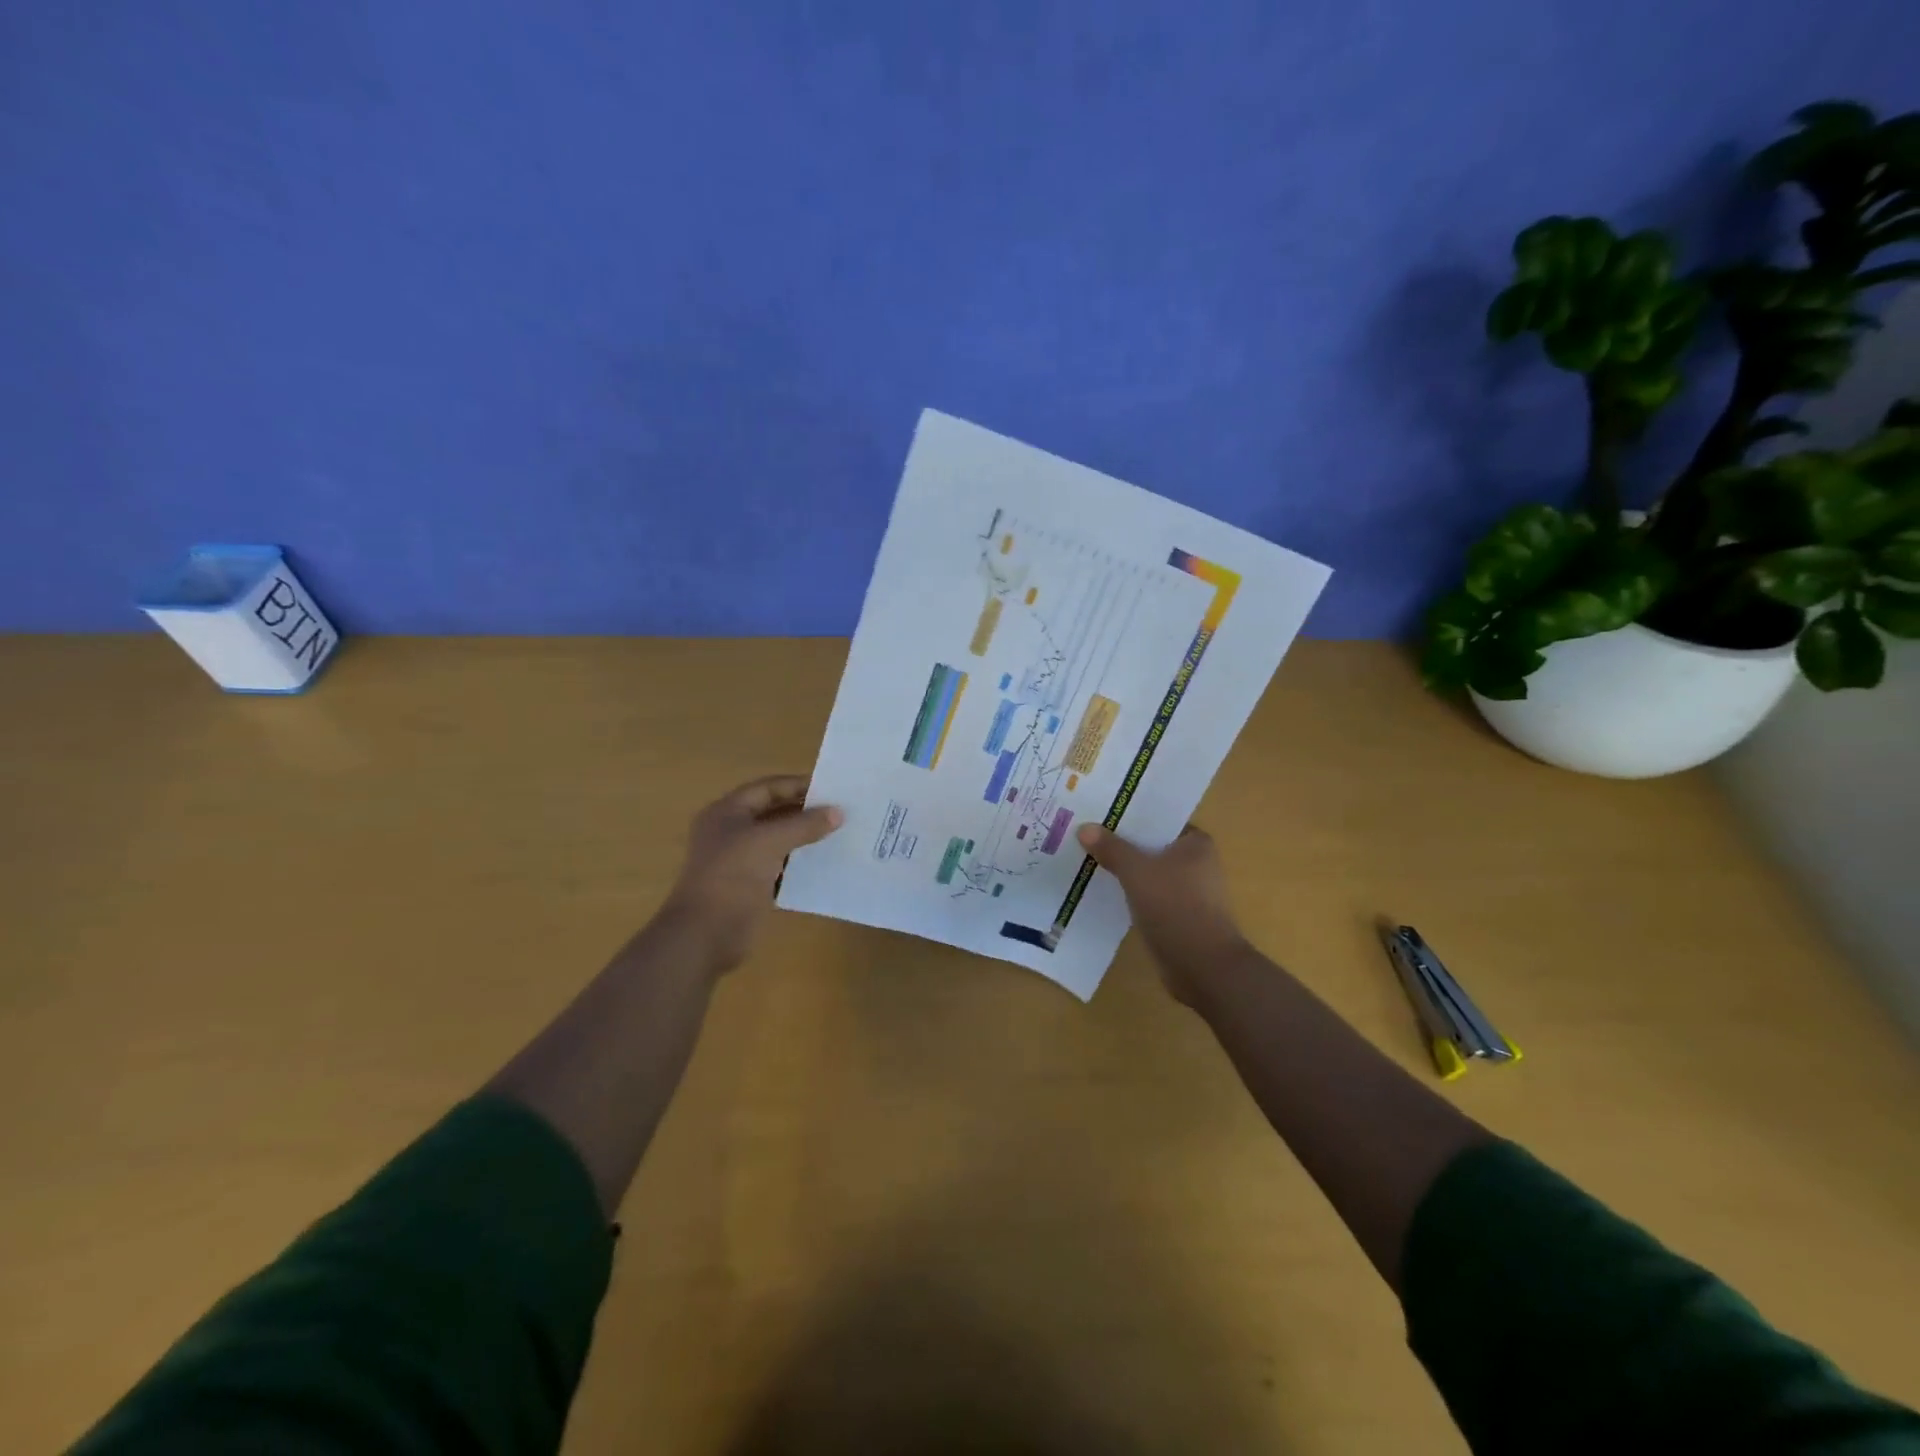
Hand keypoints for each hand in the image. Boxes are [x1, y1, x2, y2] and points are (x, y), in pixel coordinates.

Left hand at [661, 775, 841, 971]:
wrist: (705, 935)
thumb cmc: (732, 876)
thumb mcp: (769, 842)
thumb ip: (804, 824)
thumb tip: (838, 812)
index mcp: (727, 812)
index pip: (767, 788)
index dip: (798, 785)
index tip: (832, 789)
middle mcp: (732, 832)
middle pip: (773, 813)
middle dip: (805, 812)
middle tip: (841, 812)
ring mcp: (740, 861)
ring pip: (779, 841)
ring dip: (805, 839)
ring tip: (840, 835)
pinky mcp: (750, 887)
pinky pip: (780, 868)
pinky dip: (800, 865)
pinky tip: (826, 864)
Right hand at [1076, 823, 1245, 1004]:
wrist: (1203, 967)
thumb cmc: (1175, 907)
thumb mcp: (1137, 872)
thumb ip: (1111, 849)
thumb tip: (1085, 827)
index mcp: (1195, 843)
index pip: (1158, 819)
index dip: (1130, 815)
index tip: (1099, 811)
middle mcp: (1195, 863)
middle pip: (1150, 846)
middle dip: (1121, 842)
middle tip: (1085, 832)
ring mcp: (1187, 892)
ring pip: (1147, 873)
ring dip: (1123, 870)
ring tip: (1086, 858)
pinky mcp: (1177, 917)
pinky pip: (1146, 896)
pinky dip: (1128, 893)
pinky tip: (1101, 890)